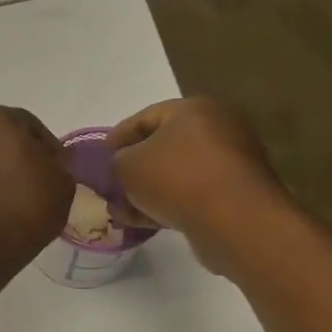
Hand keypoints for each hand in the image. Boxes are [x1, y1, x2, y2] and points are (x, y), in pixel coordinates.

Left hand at [0, 106, 73, 264]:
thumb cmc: (27, 205)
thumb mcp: (63, 182)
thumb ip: (57, 164)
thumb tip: (47, 165)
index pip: (29, 125)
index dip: (48, 147)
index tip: (58, 168)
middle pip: (1, 140)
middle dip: (18, 155)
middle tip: (37, 180)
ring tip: (16, 197)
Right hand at [106, 98, 289, 270]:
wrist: (234, 220)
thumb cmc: (175, 179)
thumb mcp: (127, 166)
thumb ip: (117, 161)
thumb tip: (123, 165)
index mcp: (192, 109)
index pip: (144, 118)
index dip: (116, 137)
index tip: (98, 157)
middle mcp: (215, 128)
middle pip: (162, 146)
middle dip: (132, 168)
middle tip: (110, 186)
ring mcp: (228, 161)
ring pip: (175, 174)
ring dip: (147, 191)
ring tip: (122, 212)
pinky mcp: (233, 193)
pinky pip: (191, 194)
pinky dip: (167, 204)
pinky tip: (144, 222)